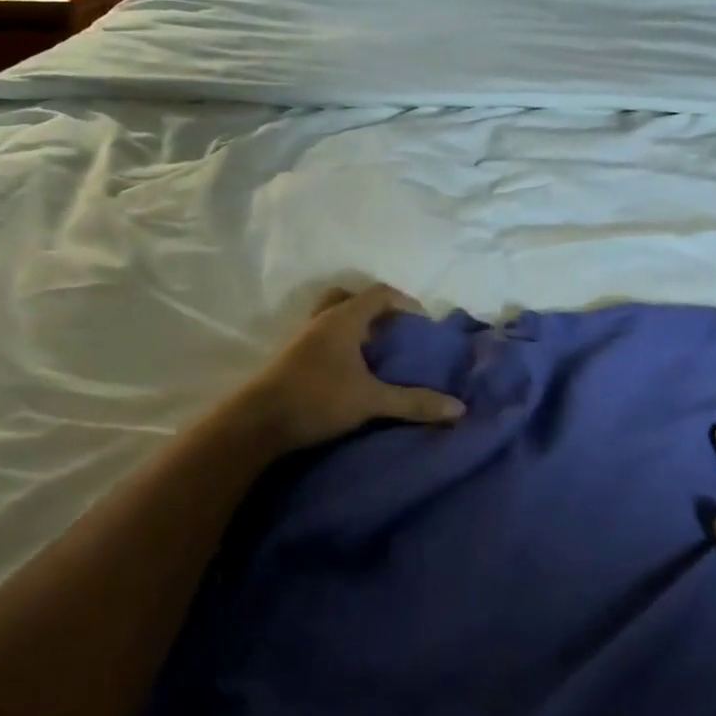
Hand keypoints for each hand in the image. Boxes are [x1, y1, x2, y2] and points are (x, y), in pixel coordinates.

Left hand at [237, 284, 465, 453]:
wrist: (258, 422)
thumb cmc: (317, 398)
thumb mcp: (371, 401)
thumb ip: (414, 402)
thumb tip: (458, 408)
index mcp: (343, 319)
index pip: (379, 293)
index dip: (404, 302)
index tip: (422, 322)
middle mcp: (322, 320)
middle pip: (349, 298)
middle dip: (374, 309)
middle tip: (393, 331)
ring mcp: (302, 338)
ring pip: (332, 317)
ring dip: (354, 327)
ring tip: (374, 352)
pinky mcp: (291, 358)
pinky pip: (321, 338)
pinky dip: (339, 344)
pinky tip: (350, 371)